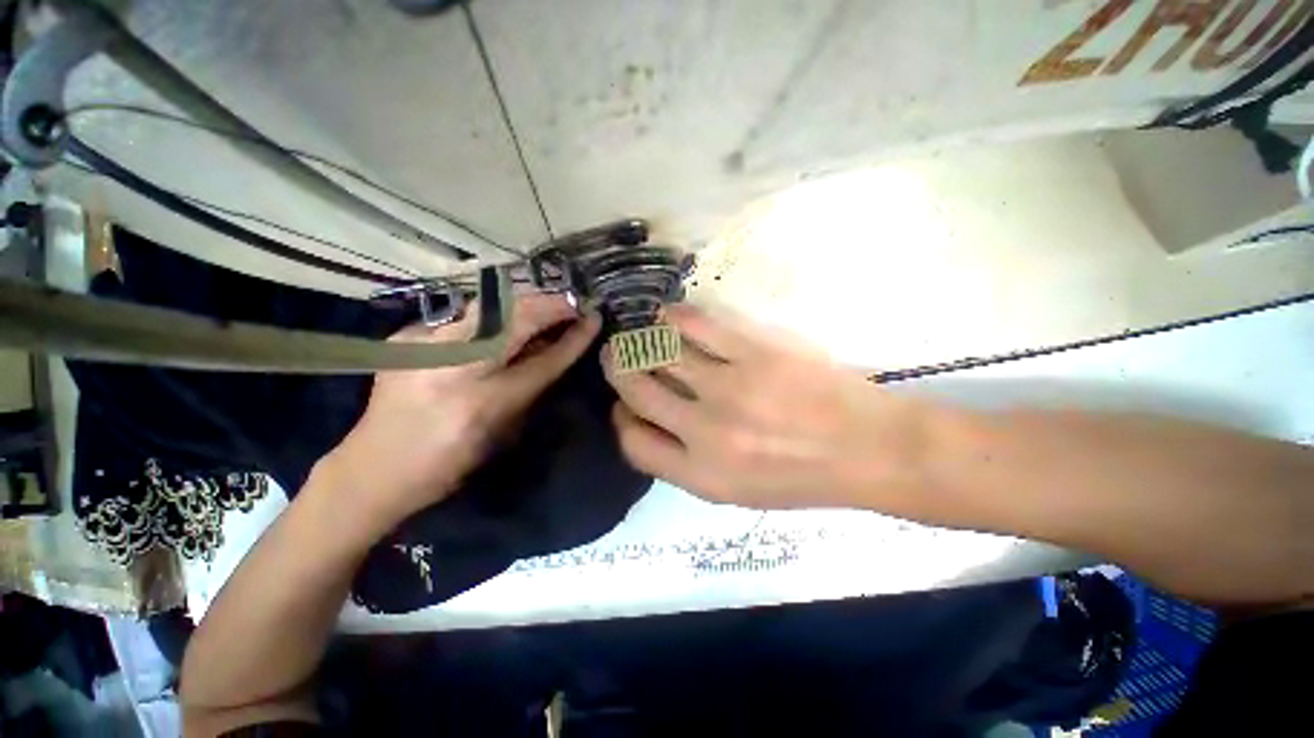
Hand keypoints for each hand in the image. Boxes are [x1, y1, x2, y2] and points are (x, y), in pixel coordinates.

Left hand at [323, 294, 599, 529]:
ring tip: (547, 304)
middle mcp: (451, 369)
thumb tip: (555, 348)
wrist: (373, 468)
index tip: (593, 318)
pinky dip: (493, 314)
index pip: (541, 361)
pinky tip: (505, 317)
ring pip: (489, 309)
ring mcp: (424, 346)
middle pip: (513, 322)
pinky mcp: (407, 336)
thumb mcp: (501, 434)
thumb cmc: (448, 465)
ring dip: (525, 305)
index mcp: (481, 406)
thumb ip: (530, 388)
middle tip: (574, 302)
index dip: (571, 338)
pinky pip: (464, 316)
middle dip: (550, 306)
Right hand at [603, 305, 927, 509]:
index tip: (625, 406)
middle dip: (618, 369)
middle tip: (616, 356)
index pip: (633, 442)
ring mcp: (729, 387)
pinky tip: (667, 316)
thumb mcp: (736, 492)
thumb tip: (650, 422)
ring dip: (639, 341)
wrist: (868, 449)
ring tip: (637, 335)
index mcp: (701, 475)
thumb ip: (686, 462)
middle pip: (637, 390)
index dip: (621, 419)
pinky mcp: (754, 352)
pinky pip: (696, 326)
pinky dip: (673, 318)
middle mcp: (705, 431)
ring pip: (659, 353)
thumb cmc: (802, 477)